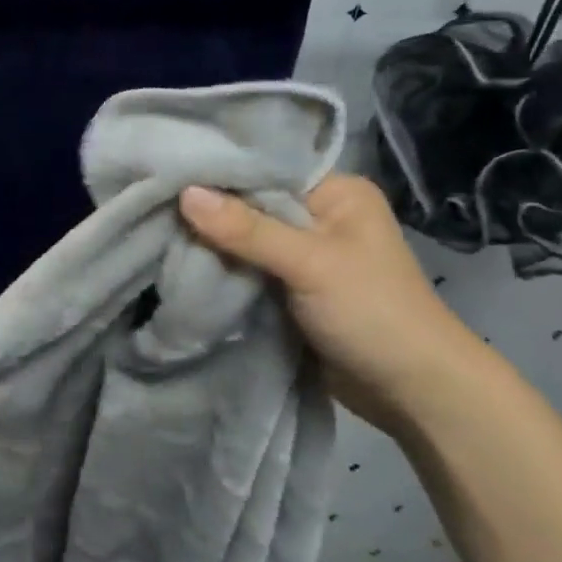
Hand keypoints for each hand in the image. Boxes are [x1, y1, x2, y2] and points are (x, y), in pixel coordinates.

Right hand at [178, 174, 488, 433]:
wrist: (411, 392)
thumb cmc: (372, 313)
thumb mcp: (310, 264)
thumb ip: (247, 230)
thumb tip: (184, 193)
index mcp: (336, 193)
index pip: (265, 169)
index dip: (218, 172)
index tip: (164, 172)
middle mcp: (318, 217)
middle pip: (250, 205)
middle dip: (207, 212)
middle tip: (151, 204)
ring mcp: (302, 256)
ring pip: (242, 240)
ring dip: (210, 245)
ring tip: (154, 231)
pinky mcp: (288, 289)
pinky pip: (245, 270)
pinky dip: (220, 271)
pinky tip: (180, 264)